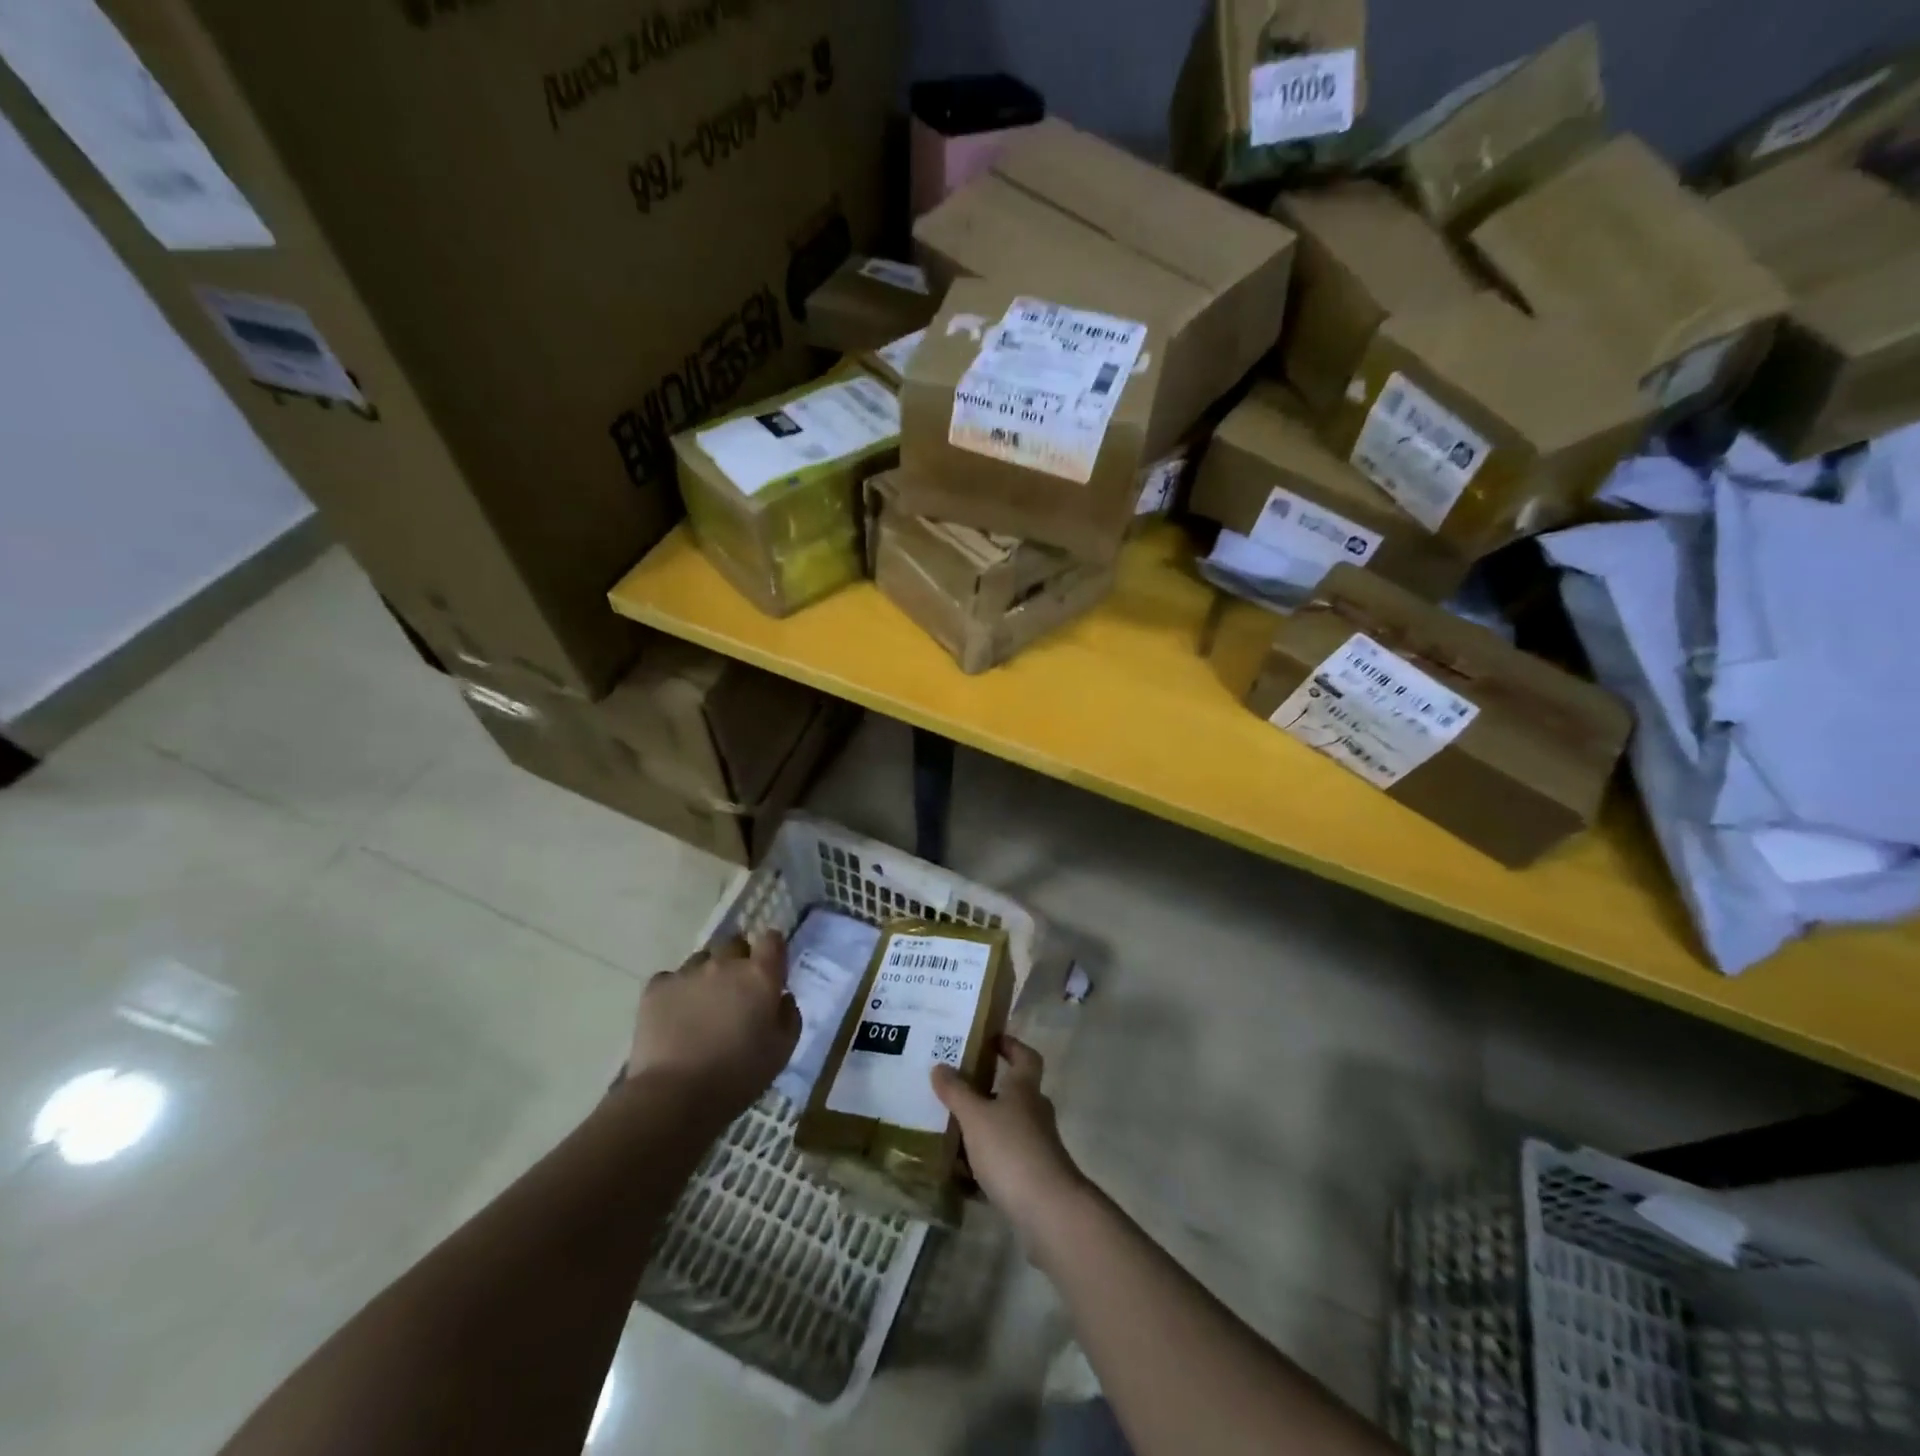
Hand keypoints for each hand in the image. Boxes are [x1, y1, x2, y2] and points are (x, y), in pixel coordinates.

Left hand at [630, 931, 799, 1114]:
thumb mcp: (782, 1051)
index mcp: (760, 975)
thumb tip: (782, 997)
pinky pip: (670, 978)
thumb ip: (789, 1015)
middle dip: (738, 960)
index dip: (772, 950)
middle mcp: (725, 964)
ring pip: (702, 960)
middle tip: (736, 990)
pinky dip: (676, 991)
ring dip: (707, 974)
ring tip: (702, 1005)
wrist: (675, 1096)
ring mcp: (687, 973)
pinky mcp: (656, 988)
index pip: (772, 939)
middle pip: (734, 944)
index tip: (771, 968)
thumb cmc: (738, 1075)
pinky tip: (675, 1016)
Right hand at [931, 1037, 1088, 1233]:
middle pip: (1014, 1093)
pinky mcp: (1033, 1177)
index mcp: (1025, 1089)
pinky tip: (961, 1174)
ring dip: (984, 1127)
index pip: (1025, 1056)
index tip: (990, 1040)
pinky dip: (985, 1162)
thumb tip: (939, 1066)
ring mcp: (1037, 1146)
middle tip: (956, 1089)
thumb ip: (956, 1092)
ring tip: (951, 1131)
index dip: (1011, 1045)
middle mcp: (1035, 1112)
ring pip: (1007, 1127)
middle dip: (987, 1090)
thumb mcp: (976, 1116)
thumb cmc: (1011, 1150)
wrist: (1049, 1210)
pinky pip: (1005, 1160)